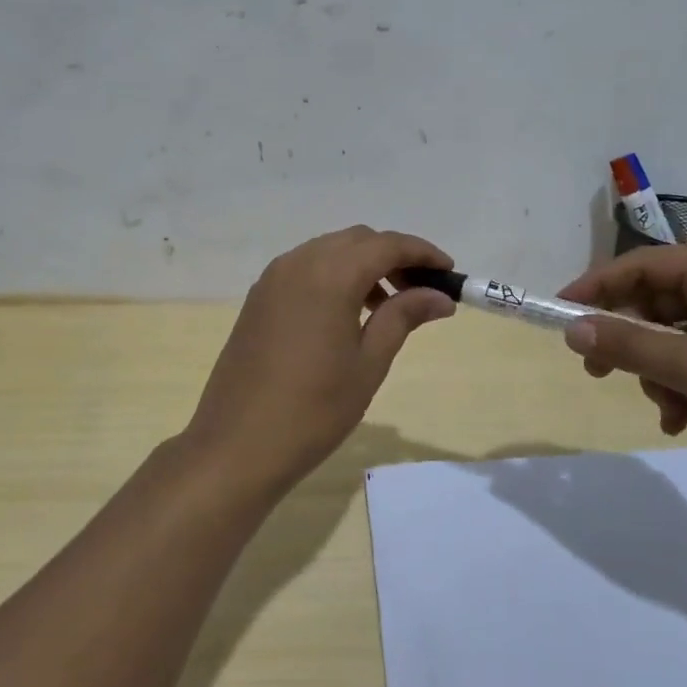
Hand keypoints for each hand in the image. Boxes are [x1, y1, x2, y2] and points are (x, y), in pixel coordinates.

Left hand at [183, 227, 456, 490]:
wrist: (237, 445)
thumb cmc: (314, 409)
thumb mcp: (368, 363)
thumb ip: (403, 317)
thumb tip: (440, 296)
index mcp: (330, 274)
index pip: (387, 245)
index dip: (422, 253)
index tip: (449, 272)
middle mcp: (299, 263)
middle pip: (357, 241)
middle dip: (393, 256)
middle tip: (421, 290)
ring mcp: (272, 279)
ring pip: (329, 251)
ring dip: (362, 265)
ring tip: (387, 306)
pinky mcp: (258, 298)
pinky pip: (305, 269)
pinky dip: (334, 276)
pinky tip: (347, 313)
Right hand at [557, 244, 686, 479]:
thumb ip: (629, 347)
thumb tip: (571, 329)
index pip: (636, 267)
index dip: (592, 290)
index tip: (557, 316)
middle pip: (652, 304)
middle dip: (629, 344)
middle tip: (598, 373)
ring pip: (672, 338)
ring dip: (659, 375)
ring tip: (669, 410)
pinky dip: (684, 386)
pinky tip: (683, 419)